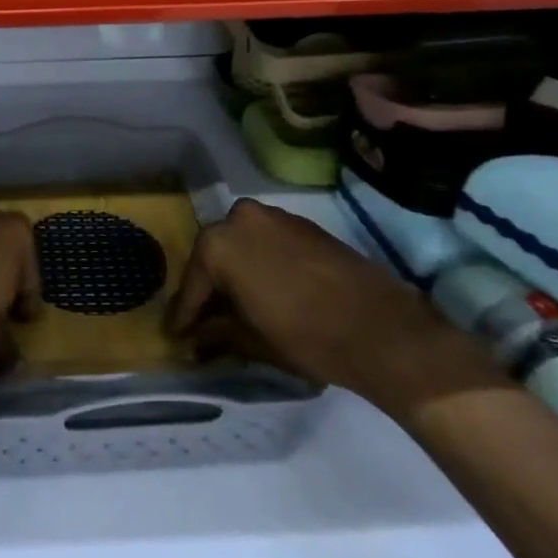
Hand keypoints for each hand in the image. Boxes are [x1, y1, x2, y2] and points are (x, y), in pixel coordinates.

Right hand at [166, 198, 493, 411]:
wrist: (381, 328)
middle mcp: (240, 218)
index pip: (192, 285)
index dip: (183, 316)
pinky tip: (267, 292)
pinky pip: (268, 243)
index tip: (176, 336)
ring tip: (237, 309)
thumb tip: (190, 341)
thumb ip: (215, 334)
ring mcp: (274, 216)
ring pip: (242, 247)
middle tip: (206, 323)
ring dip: (236, 274)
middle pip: (214, 259)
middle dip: (209, 290)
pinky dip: (261, 265)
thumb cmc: (306, 336)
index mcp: (219, 244)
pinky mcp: (303, 225)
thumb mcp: (251, 340)